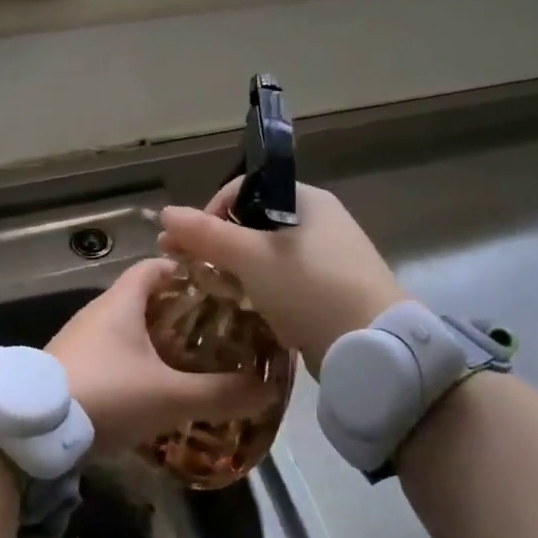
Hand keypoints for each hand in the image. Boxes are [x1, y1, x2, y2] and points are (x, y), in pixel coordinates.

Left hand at [47, 259, 273, 456]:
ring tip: (193, 363)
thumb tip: (268, 390)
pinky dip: (135, 364)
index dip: (187, 272)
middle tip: (216, 333)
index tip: (220, 290)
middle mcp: (98, 314)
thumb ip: (220, 394)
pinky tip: (154, 391)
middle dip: (180, 313)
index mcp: (121, 303)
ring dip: (157, 342)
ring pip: (127, 330)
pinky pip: (111, 356)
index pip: (156, 266)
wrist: (29, 431)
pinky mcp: (69, 369)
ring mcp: (80, 342)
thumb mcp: (169, 397)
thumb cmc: (105, 395)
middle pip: (144, 299)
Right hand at [158, 180, 404, 375]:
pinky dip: (260, 291)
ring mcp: (328, 259)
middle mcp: (320, 222)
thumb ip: (207, 234)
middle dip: (218, 244)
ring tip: (212, 291)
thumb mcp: (251, 258)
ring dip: (236, 270)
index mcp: (307, 200)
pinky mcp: (331, 292)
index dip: (212, 211)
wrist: (372, 347)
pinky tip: (243, 309)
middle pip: (254, 224)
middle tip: (190, 269)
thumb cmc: (310, 288)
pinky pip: (284, 283)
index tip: (191, 243)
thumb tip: (165, 212)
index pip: (245, 190)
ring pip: (267, 257)